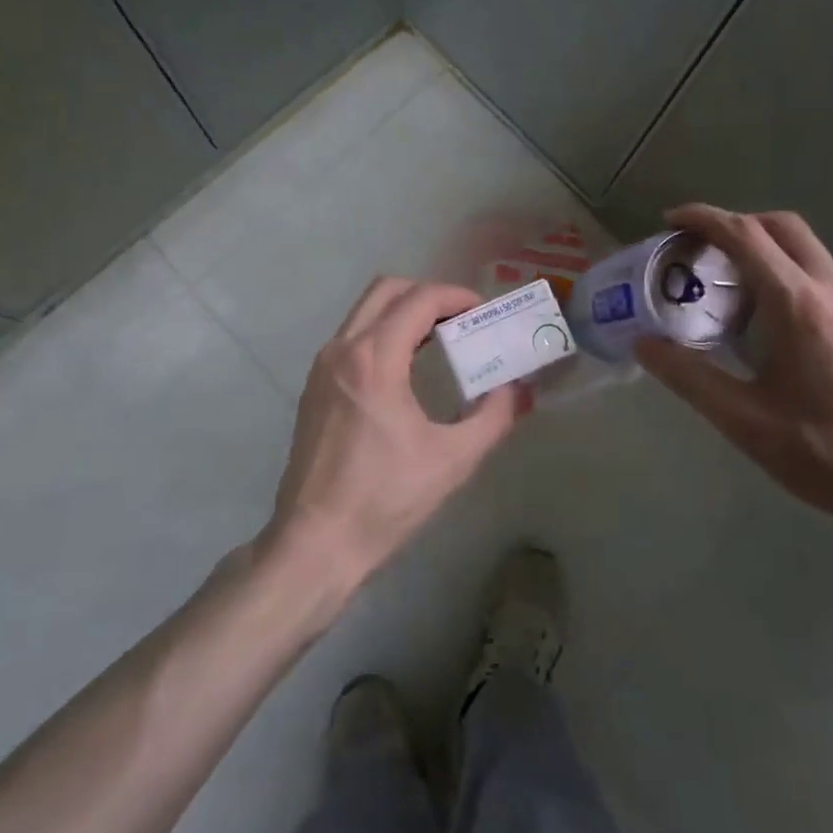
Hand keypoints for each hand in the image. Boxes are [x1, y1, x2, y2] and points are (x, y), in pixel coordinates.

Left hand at [264, 278, 525, 596]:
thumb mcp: (452, 461)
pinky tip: (407, 366)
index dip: (456, 296)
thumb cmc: (384, 500)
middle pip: (386, 290)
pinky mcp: (314, 386)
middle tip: (461, 319)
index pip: (418, 299)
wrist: (315, 542)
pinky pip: (352, 336)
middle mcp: (342, 350)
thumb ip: (493, 417)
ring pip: (365, 311)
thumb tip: (518, 390)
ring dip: (403, 311)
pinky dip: (382, 332)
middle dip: (428, 294)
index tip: (482, 311)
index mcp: (374, 360)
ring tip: (441, 339)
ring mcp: (322, 366)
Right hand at [634, 205, 832, 539]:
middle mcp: (831, 290)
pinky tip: (766, 319)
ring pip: (805, 248)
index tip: (669, 220)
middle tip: (697, 248)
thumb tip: (643, 343)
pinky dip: (784, 271)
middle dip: (735, 223)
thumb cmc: (827, 452)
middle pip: (781, 226)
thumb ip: (688, 376)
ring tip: (725, 283)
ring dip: (762, 247)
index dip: (704, 218)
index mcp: (797, 305)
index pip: (745, 235)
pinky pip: (819, 274)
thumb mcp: (744, 420)